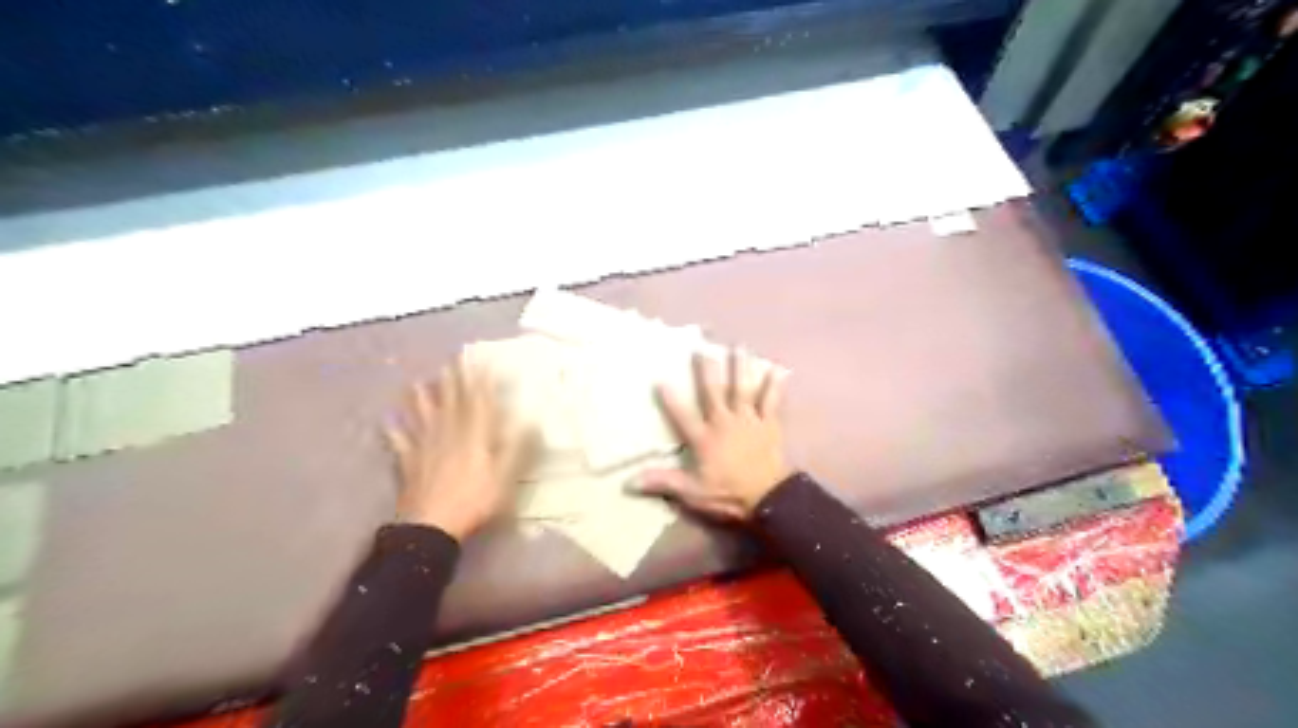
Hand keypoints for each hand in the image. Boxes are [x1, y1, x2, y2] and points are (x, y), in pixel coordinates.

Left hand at [381, 353, 530, 540]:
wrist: (431, 526)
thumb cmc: (473, 500)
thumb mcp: (504, 476)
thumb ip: (517, 447)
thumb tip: (531, 420)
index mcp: (474, 436)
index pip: (479, 403)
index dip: (481, 382)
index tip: (482, 362)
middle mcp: (448, 434)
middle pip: (451, 404)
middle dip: (453, 382)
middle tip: (451, 361)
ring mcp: (425, 448)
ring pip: (424, 417)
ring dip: (421, 399)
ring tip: (417, 382)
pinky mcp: (409, 464)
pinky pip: (400, 443)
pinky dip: (394, 431)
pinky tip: (387, 422)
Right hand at [637, 348, 790, 519]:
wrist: (768, 497)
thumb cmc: (728, 494)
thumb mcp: (692, 492)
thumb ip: (663, 482)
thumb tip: (629, 482)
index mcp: (705, 438)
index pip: (683, 416)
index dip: (671, 399)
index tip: (661, 379)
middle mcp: (724, 423)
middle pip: (714, 392)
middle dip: (707, 370)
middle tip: (702, 348)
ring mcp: (748, 420)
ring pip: (742, 389)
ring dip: (740, 368)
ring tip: (739, 347)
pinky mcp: (768, 424)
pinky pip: (770, 401)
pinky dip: (774, 385)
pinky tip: (777, 369)